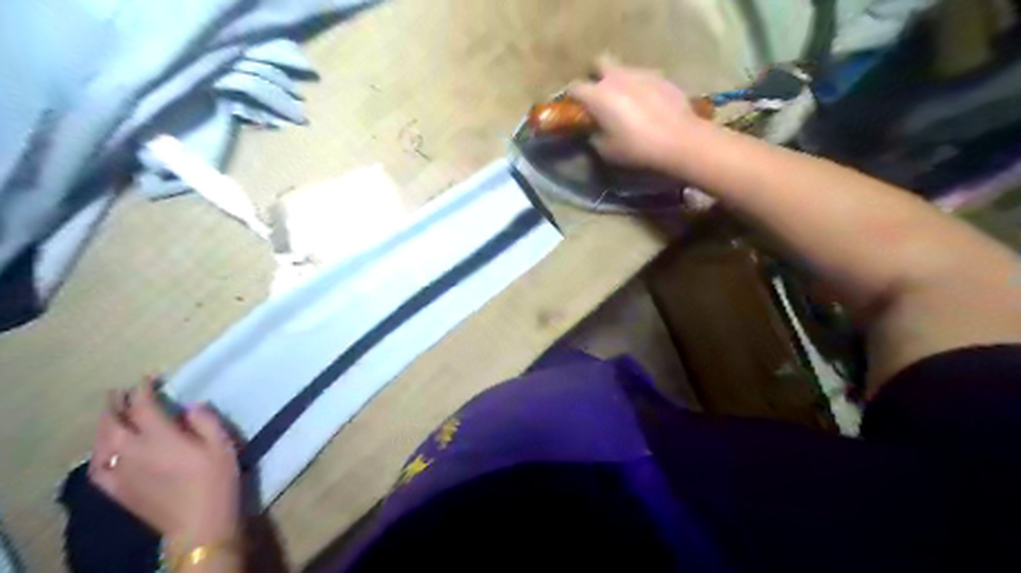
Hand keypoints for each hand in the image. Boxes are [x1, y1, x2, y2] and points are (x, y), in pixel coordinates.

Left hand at [87, 380, 242, 550]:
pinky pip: (97, 468)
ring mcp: (121, 471)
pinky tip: (103, 451)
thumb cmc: (216, 478)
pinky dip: (97, 453)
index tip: (150, 378)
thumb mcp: (221, 443)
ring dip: (104, 425)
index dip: (144, 389)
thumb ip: (205, 420)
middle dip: (115, 404)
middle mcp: (133, 450)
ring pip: (101, 443)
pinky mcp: (117, 490)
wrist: (199, 521)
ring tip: (110, 416)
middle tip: (120, 392)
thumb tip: (190, 407)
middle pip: (113, 422)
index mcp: (160, 436)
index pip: (143, 406)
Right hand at [567, 60, 712, 171]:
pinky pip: (644, 77)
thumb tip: (593, 131)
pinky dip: (641, 88)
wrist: (679, 139)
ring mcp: (640, 73)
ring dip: (620, 81)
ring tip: (628, 102)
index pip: (575, 87)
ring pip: (624, 69)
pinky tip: (648, 105)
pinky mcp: (661, 76)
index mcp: (598, 95)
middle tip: (601, 95)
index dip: (573, 97)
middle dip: (597, 74)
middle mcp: (617, 77)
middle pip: (600, 62)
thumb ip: (595, 137)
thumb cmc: (637, 147)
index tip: (576, 108)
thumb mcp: (607, 151)